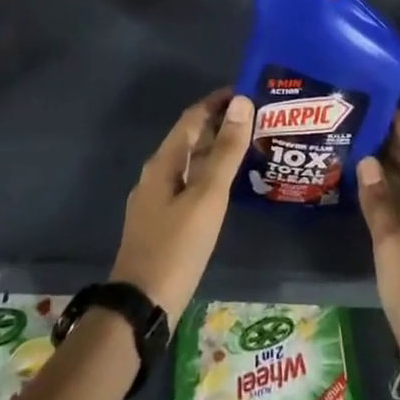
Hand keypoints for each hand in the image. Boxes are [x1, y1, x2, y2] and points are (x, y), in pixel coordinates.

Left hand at [110, 89, 252, 324]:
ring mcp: (156, 201)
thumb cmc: (177, 247)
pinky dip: (210, 175)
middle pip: (190, 138)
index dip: (218, 101)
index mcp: (163, 162)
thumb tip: (241, 102)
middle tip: (258, 118)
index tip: (250, 91)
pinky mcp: (162, 223)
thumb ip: (225, 150)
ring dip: (217, 150)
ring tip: (251, 147)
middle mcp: (156, 175)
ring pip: (190, 163)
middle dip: (220, 124)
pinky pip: (189, 185)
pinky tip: (229, 187)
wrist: (141, 309)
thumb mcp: (207, 196)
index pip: (192, 117)